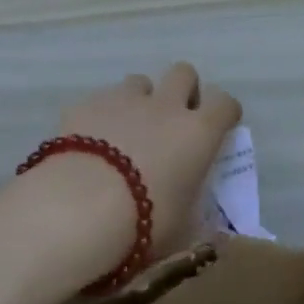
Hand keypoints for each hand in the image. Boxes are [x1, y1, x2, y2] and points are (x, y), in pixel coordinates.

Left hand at [22, 63, 242, 274]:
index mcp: (198, 133)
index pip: (225, 103)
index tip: (218, 128)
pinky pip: (101, 100)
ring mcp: (125, 100)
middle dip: (182, 90)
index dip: (224, 113)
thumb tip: (208, 226)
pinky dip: (102, 116)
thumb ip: (196, 217)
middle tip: (173, 120)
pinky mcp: (87, 104)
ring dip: (140, 100)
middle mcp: (166, 105)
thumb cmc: (143, 225)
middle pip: (184, 73)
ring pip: (140, 82)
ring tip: (128, 130)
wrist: (78, 209)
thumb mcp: (182, 231)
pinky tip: (90, 143)